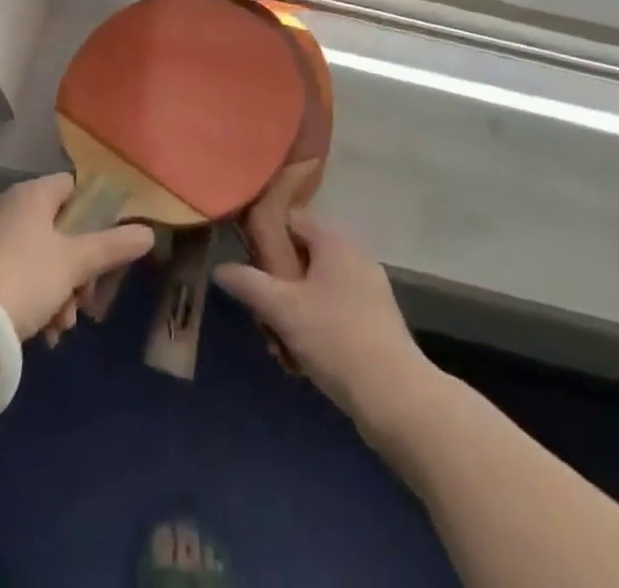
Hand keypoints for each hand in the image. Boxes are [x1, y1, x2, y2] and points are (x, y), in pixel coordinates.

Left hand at [0, 174, 153, 339]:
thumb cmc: (26, 279)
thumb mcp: (76, 263)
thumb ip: (114, 246)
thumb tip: (148, 232)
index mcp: (32, 194)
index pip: (73, 188)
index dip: (95, 215)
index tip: (107, 249)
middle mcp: (10, 208)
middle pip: (61, 229)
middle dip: (80, 269)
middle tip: (86, 300)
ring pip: (42, 258)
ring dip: (61, 291)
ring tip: (62, 327)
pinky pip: (20, 275)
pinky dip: (37, 299)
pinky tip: (44, 334)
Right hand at [214, 212, 430, 425]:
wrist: (397, 398)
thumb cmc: (336, 338)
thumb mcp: (283, 309)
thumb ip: (249, 283)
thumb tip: (221, 268)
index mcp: (334, 240)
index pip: (291, 219)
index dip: (265, 238)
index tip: (247, 265)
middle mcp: (354, 256)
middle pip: (300, 258)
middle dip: (277, 289)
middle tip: (263, 319)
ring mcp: (369, 290)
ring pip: (315, 290)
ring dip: (293, 315)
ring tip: (281, 349)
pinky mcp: (376, 322)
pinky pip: (333, 312)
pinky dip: (315, 330)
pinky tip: (303, 362)